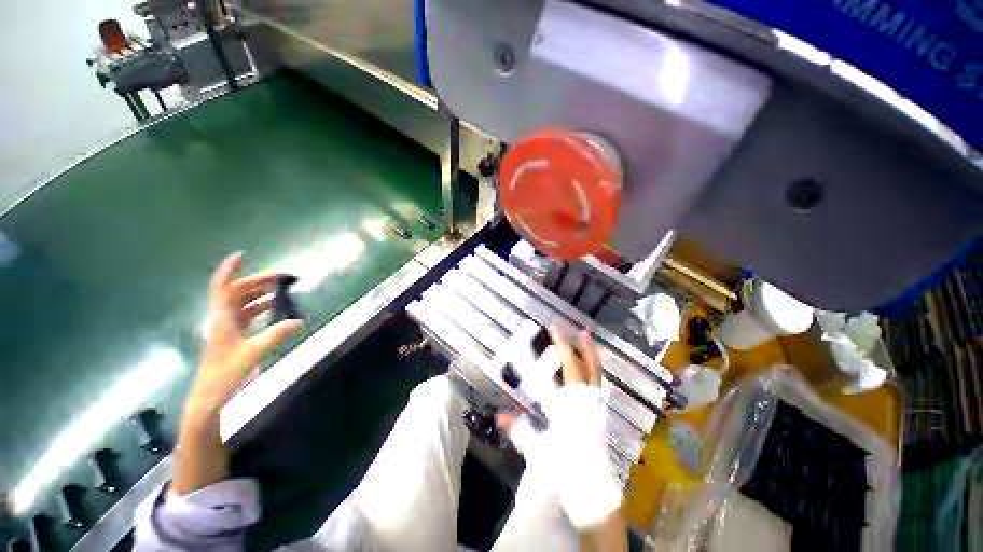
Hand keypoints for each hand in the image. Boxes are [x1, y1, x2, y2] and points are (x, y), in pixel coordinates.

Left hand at [188, 252, 301, 414]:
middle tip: (281, 277)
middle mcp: (223, 318)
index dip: (229, 270)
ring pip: (242, 302)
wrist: (210, 395)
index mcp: (222, 318)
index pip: (223, 288)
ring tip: (280, 289)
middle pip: (237, 292)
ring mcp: (227, 328)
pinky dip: (260, 307)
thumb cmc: (225, 373)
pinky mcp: (233, 336)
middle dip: (257, 281)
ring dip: (259, 293)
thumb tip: (299, 321)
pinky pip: (247, 314)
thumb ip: (276, 335)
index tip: (241, 255)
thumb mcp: (253, 353)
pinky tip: (273, 309)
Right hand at [498, 326, 623, 541]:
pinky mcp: (601, 415)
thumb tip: (499, 415)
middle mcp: (584, 404)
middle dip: (576, 347)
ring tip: (588, 335)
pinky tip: (594, 364)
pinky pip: (599, 384)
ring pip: (595, 374)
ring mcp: (596, 409)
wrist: (593, 494)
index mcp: (568, 409)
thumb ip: (520, 430)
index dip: (556, 350)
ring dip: (590, 353)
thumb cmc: (565, 472)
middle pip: (583, 368)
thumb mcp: (538, 452)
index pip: (559, 374)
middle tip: (572, 329)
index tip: (550, 332)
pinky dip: (596, 369)